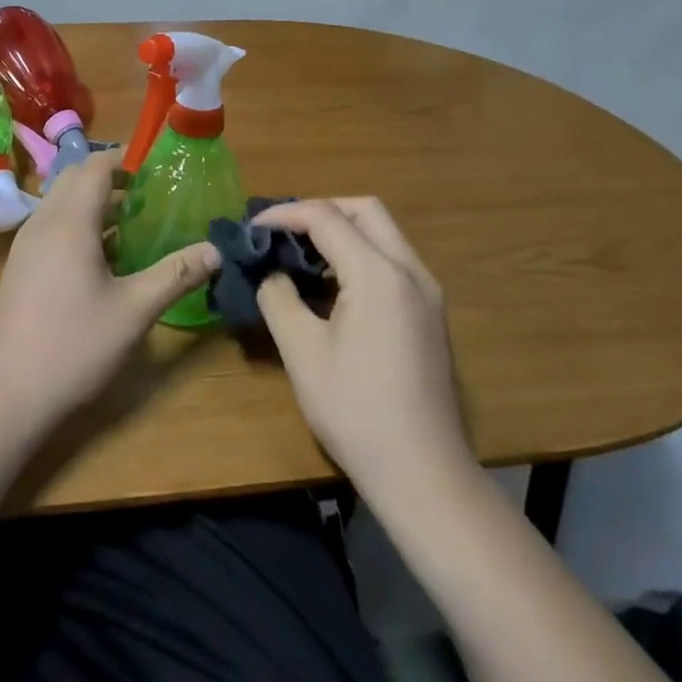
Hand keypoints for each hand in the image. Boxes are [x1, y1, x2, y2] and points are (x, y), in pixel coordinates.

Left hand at [0, 152, 219, 432]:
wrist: (7, 393)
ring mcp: (26, 244)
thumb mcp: (135, 311)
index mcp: (70, 222)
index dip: (126, 159)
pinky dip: (77, 223)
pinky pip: (51, 225)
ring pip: (60, 202)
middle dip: (111, 176)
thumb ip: (176, 274)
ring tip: (132, 220)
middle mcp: (43, 222)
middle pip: (75, 178)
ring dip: (93, 200)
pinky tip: (102, 256)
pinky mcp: (20, 266)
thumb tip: (216, 249)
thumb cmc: (74, 345)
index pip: (96, 167)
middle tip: (149, 193)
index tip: (158, 167)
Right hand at [253, 198, 475, 494]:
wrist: (423, 472)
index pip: (326, 217)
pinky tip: (332, 283)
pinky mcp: (431, 312)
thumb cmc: (355, 411)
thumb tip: (269, 271)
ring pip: (383, 232)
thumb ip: (278, 298)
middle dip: (319, 210)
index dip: (284, 215)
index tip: (251, 228)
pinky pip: (393, 260)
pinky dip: (360, 253)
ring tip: (299, 253)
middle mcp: (410, 271)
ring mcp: (428, 291)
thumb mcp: (302, 352)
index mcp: (378, 275)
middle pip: (365, 210)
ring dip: (341, 230)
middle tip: (280, 232)